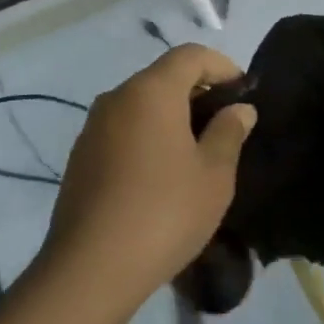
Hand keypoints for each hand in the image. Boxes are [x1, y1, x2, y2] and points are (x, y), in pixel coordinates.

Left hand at [36, 43, 256, 323]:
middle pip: (163, 76)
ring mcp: (93, 125)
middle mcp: (118, 96)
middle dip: (197, 91)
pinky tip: (160, 174)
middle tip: (224, 124)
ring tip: (195, 151)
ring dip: (170, 115)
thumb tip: (239, 108)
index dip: (221, 66)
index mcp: (151, 90)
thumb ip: (229, 132)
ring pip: (141, 103)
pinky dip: (146, 135)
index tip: (243, 92)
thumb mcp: (213, 176)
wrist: (90, 268)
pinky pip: (122, 128)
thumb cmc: (164, 213)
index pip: (190, 55)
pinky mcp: (81, 154)